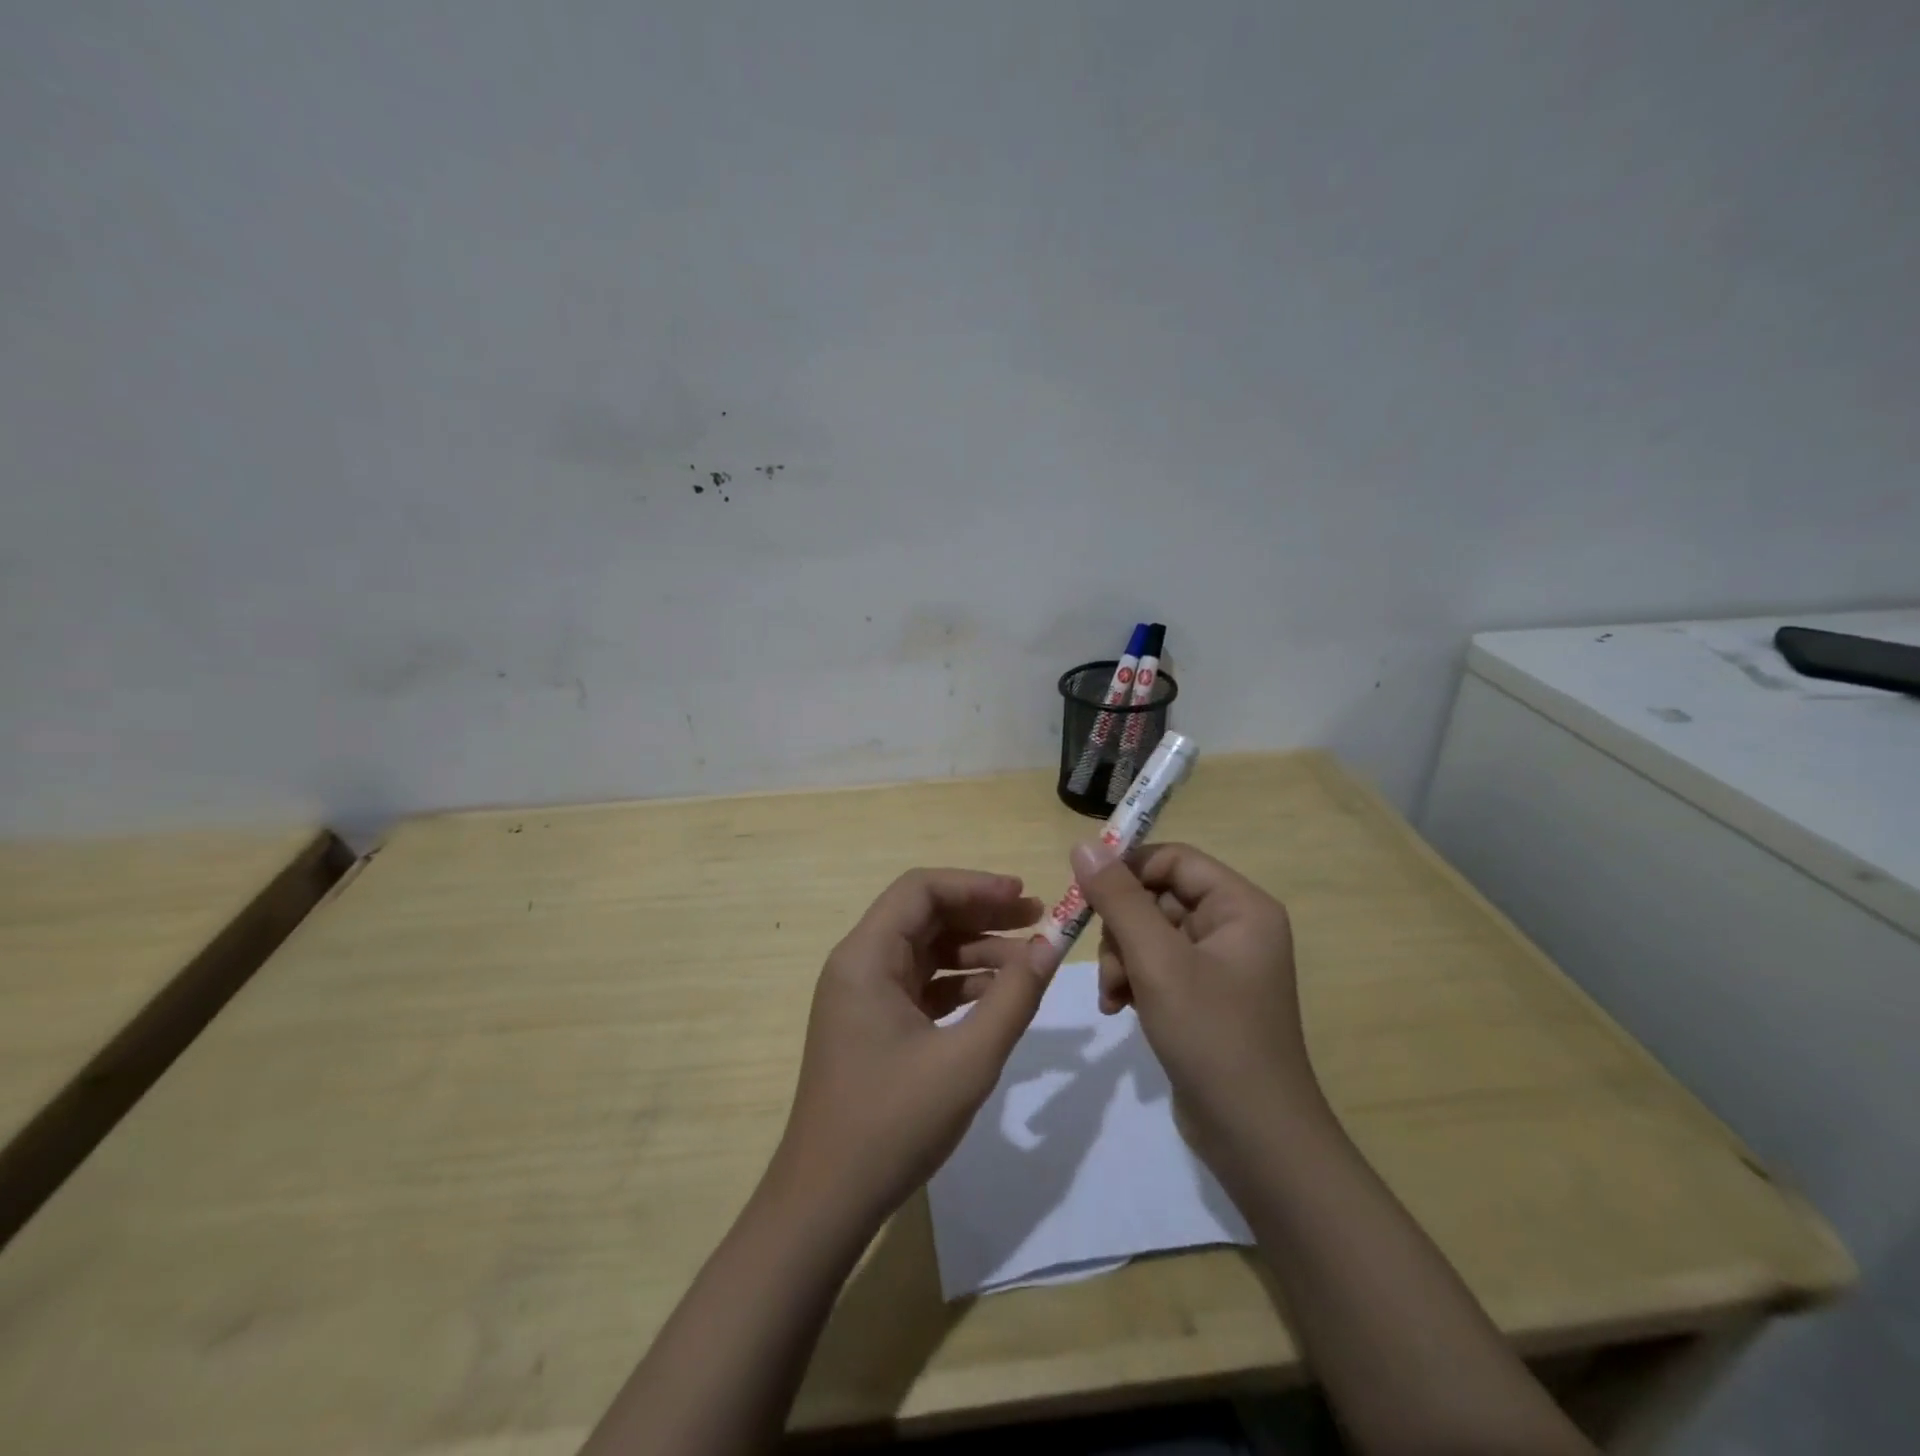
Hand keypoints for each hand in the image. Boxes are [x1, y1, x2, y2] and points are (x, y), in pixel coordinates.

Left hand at [774, 869, 1049, 1225]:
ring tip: (1029, 962)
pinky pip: (921, 985)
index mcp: (866, 957)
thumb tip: (1051, 945)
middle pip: (924, 916)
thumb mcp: (968, 1059)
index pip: (920, 890)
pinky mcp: (874, 1025)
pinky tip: (998, 996)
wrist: (826, 1201)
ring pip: (925, 950)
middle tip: (1037, 921)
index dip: (975, 886)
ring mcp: (864, 996)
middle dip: (982, 914)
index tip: (1024, 897)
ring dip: (975, 950)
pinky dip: (960, 983)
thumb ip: (1014, 997)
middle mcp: (859, 965)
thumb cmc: (893, 1123)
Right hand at [1068, 840, 1324, 1158]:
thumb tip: (1083, 844)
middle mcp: (1234, 927)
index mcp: (1241, 907)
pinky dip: (1132, 980)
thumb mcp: (1157, 962)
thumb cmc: (1213, 1036)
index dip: (1126, 867)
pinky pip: (1156, 966)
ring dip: (1121, 959)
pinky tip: (1119, 1009)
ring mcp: (1219, 964)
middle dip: (1121, 928)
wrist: (1256, 1139)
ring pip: (1149, 933)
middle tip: (1106, 963)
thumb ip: (1118, 899)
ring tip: (1115, 995)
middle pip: (1157, 896)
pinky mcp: (1203, 996)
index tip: (1083, 889)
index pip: (1173, 859)